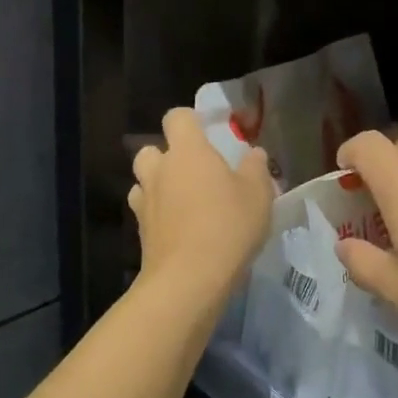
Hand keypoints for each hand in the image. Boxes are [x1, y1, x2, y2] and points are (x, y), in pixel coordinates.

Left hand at [130, 108, 273, 309]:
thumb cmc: (228, 226)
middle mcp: (159, 170)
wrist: (189, 279)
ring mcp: (145, 201)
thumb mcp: (258, 194)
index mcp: (187, 151)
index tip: (207, 132)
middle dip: (167, 156)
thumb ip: (256, 168)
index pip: (176, 118)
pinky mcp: (140, 232)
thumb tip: (254, 153)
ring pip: (143, 181)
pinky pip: (145, 212)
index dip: (189, 120)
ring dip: (158, 185)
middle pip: (151, 149)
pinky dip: (157, 215)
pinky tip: (177, 228)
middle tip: (193, 172)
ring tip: (183, 202)